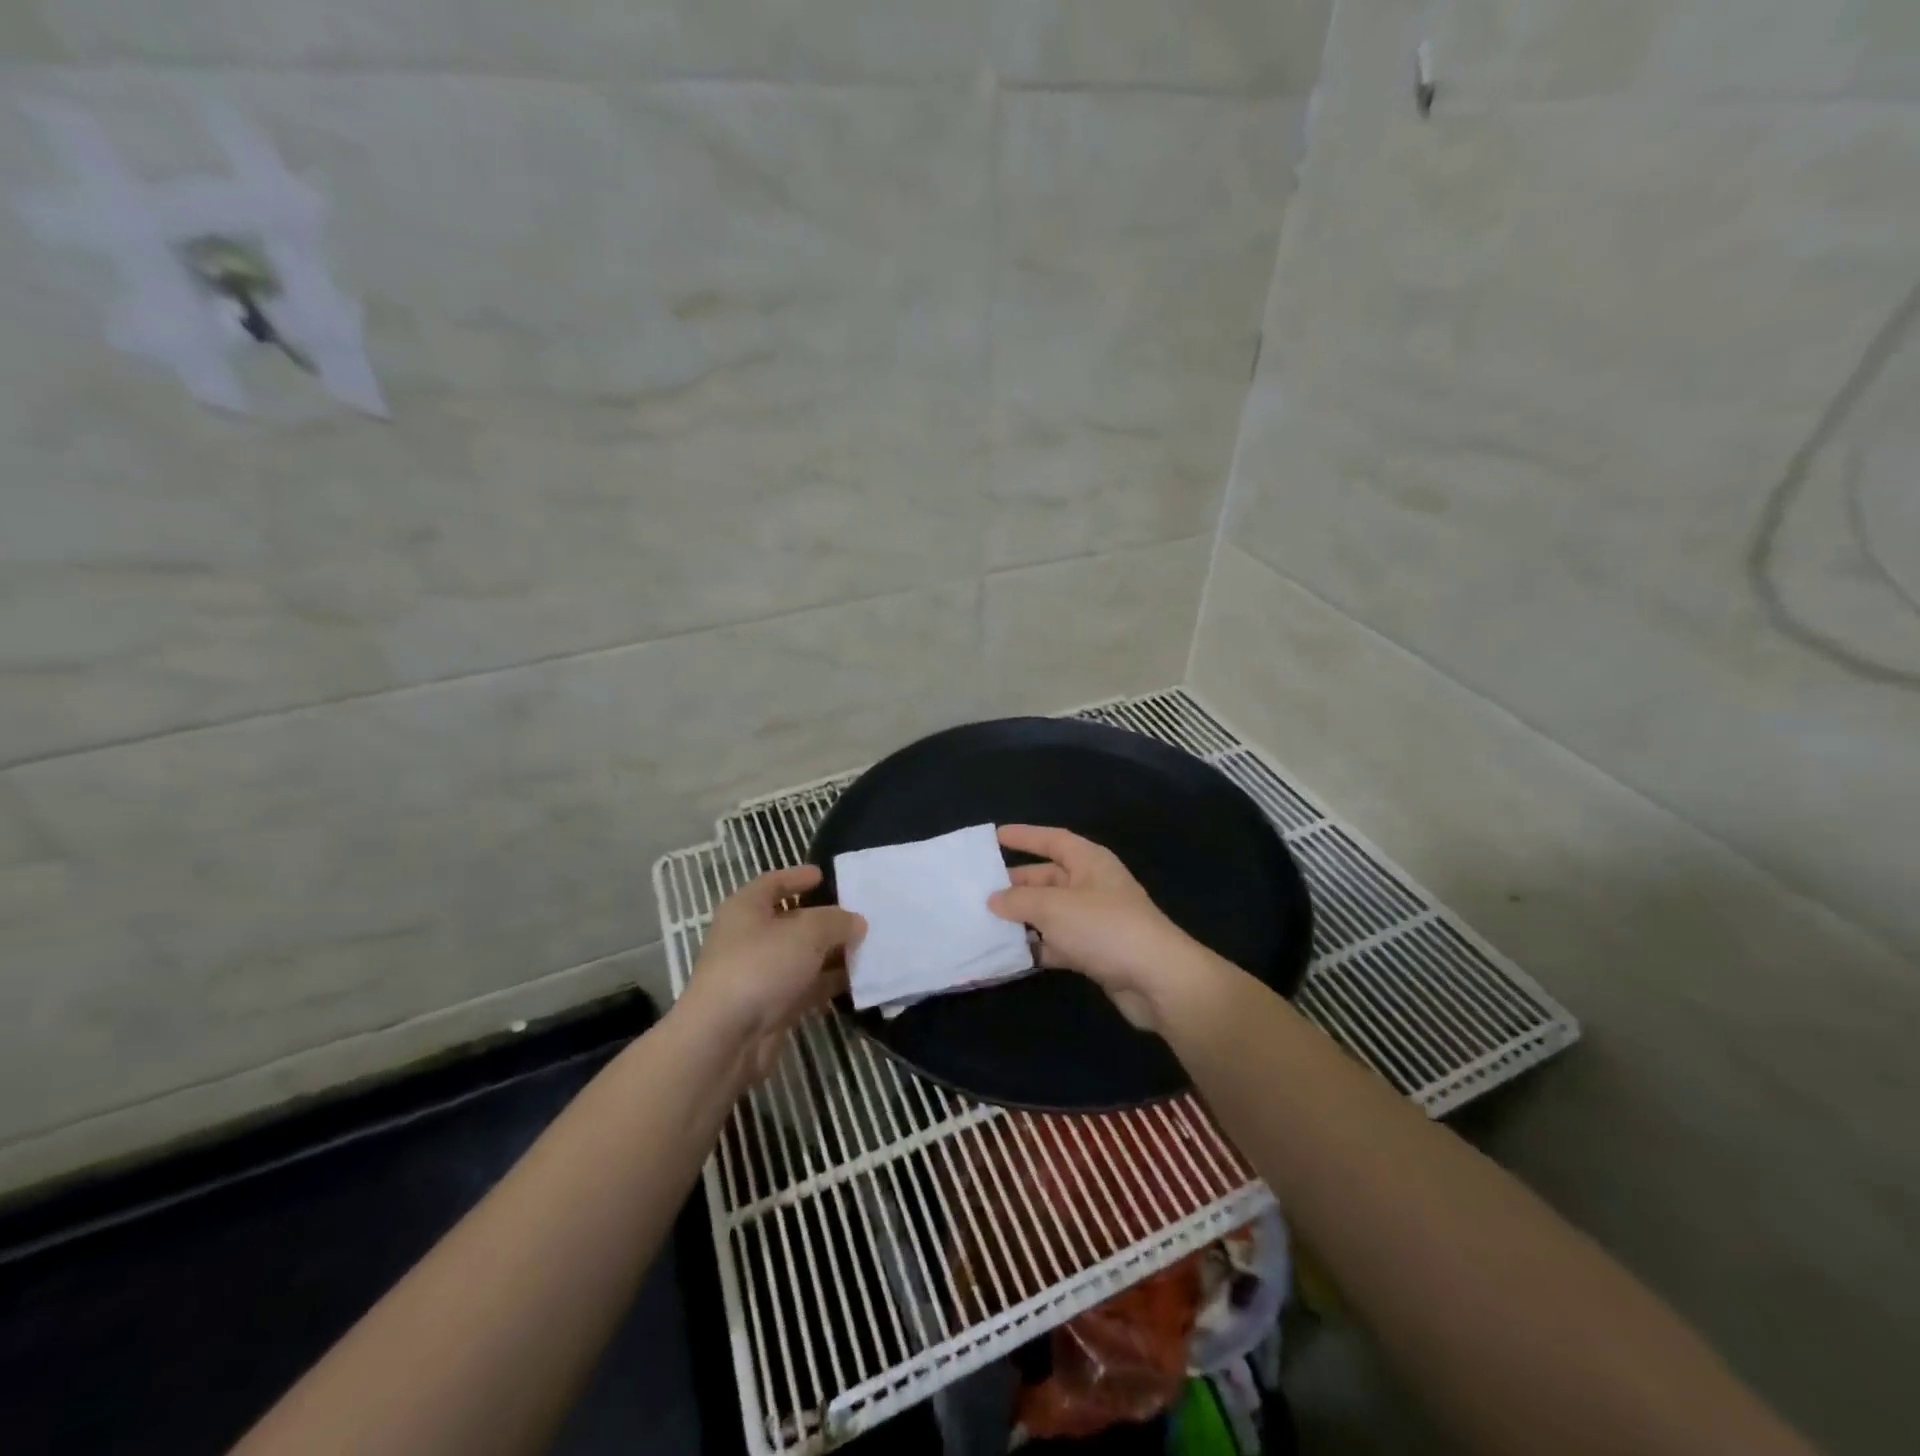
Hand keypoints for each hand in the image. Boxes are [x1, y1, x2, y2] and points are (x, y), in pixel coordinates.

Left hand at [677, 865, 864, 1082]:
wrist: (726, 1039)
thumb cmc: (761, 967)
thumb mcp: (806, 932)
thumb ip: (836, 921)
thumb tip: (856, 922)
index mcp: (746, 909)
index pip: (773, 883)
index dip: (797, 877)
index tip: (824, 875)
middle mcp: (750, 939)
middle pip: (792, 921)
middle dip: (826, 919)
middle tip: (861, 914)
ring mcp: (760, 975)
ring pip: (803, 957)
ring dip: (833, 954)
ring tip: (871, 948)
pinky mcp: (772, 1008)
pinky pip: (807, 988)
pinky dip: (829, 984)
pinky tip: (859, 982)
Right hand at [986, 825, 1223, 1032]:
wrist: (1157, 979)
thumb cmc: (1104, 928)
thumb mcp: (1054, 907)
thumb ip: (1019, 900)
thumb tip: (994, 899)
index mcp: (1089, 862)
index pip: (1052, 839)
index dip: (1025, 836)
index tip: (996, 836)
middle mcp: (1092, 885)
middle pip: (1048, 877)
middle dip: (1016, 884)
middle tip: (979, 890)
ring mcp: (1095, 920)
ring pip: (1050, 913)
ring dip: (1023, 919)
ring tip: (985, 923)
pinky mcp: (1096, 952)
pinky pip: (1058, 942)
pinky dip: (1037, 946)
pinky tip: (1010, 955)